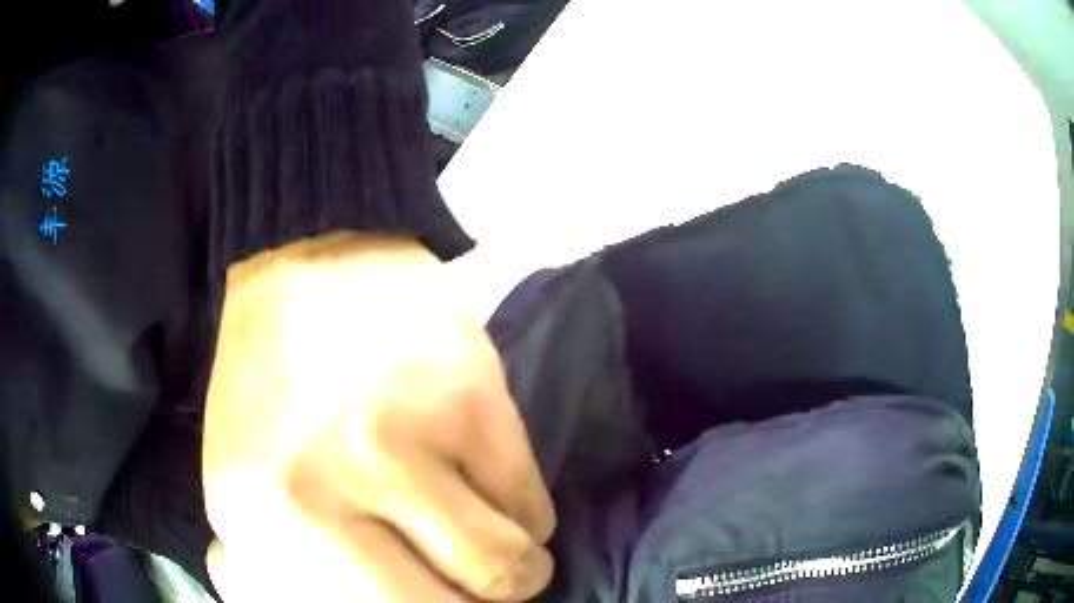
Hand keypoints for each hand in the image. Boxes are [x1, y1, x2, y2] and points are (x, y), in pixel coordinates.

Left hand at [201, 233, 554, 601]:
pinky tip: (492, 486)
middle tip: (469, 588)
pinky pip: (532, 509)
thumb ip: (285, 570)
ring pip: (505, 570)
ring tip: (491, 541)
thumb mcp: (243, 490)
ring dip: (512, 568)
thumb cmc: (272, 388)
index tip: (432, 600)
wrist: (304, 262)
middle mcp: (316, 503)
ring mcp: (397, 452)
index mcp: (254, 527)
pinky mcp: (470, 407)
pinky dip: (522, 513)